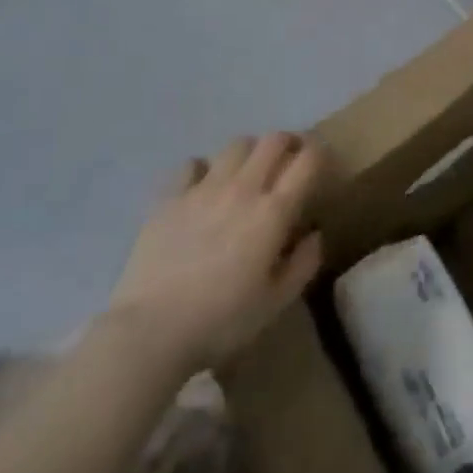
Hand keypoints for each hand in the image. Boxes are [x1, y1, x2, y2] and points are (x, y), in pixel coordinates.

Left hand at [107, 133, 324, 379]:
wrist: (150, 332)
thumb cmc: (221, 321)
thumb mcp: (276, 302)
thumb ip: (304, 263)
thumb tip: (314, 233)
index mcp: (273, 212)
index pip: (307, 160)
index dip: (320, 153)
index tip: (322, 163)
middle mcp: (242, 188)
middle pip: (273, 140)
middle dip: (289, 143)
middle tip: (290, 161)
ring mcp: (203, 189)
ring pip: (236, 145)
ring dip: (251, 151)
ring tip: (250, 171)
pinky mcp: (170, 198)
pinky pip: (192, 164)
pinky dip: (205, 169)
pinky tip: (204, 188)